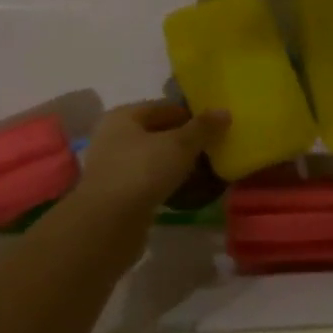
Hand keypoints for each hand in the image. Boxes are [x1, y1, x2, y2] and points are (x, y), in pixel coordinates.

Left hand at [77, 101, 228, 213]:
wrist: (108, 224)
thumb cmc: (142, 171)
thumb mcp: (179, 144)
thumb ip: (203, 128)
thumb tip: (224, 112)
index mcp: (123, 116)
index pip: (164, 108)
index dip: (191, 115)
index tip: (216, 127)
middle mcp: (113, 137)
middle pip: (157, 133)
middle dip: (185, 141)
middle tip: (213, 149)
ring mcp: (113, 167)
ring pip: (153, 159)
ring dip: (176, 164)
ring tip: (204, 171)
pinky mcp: (117, 195)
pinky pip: (148, 182)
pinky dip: (166, 183)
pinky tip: (186, 191)